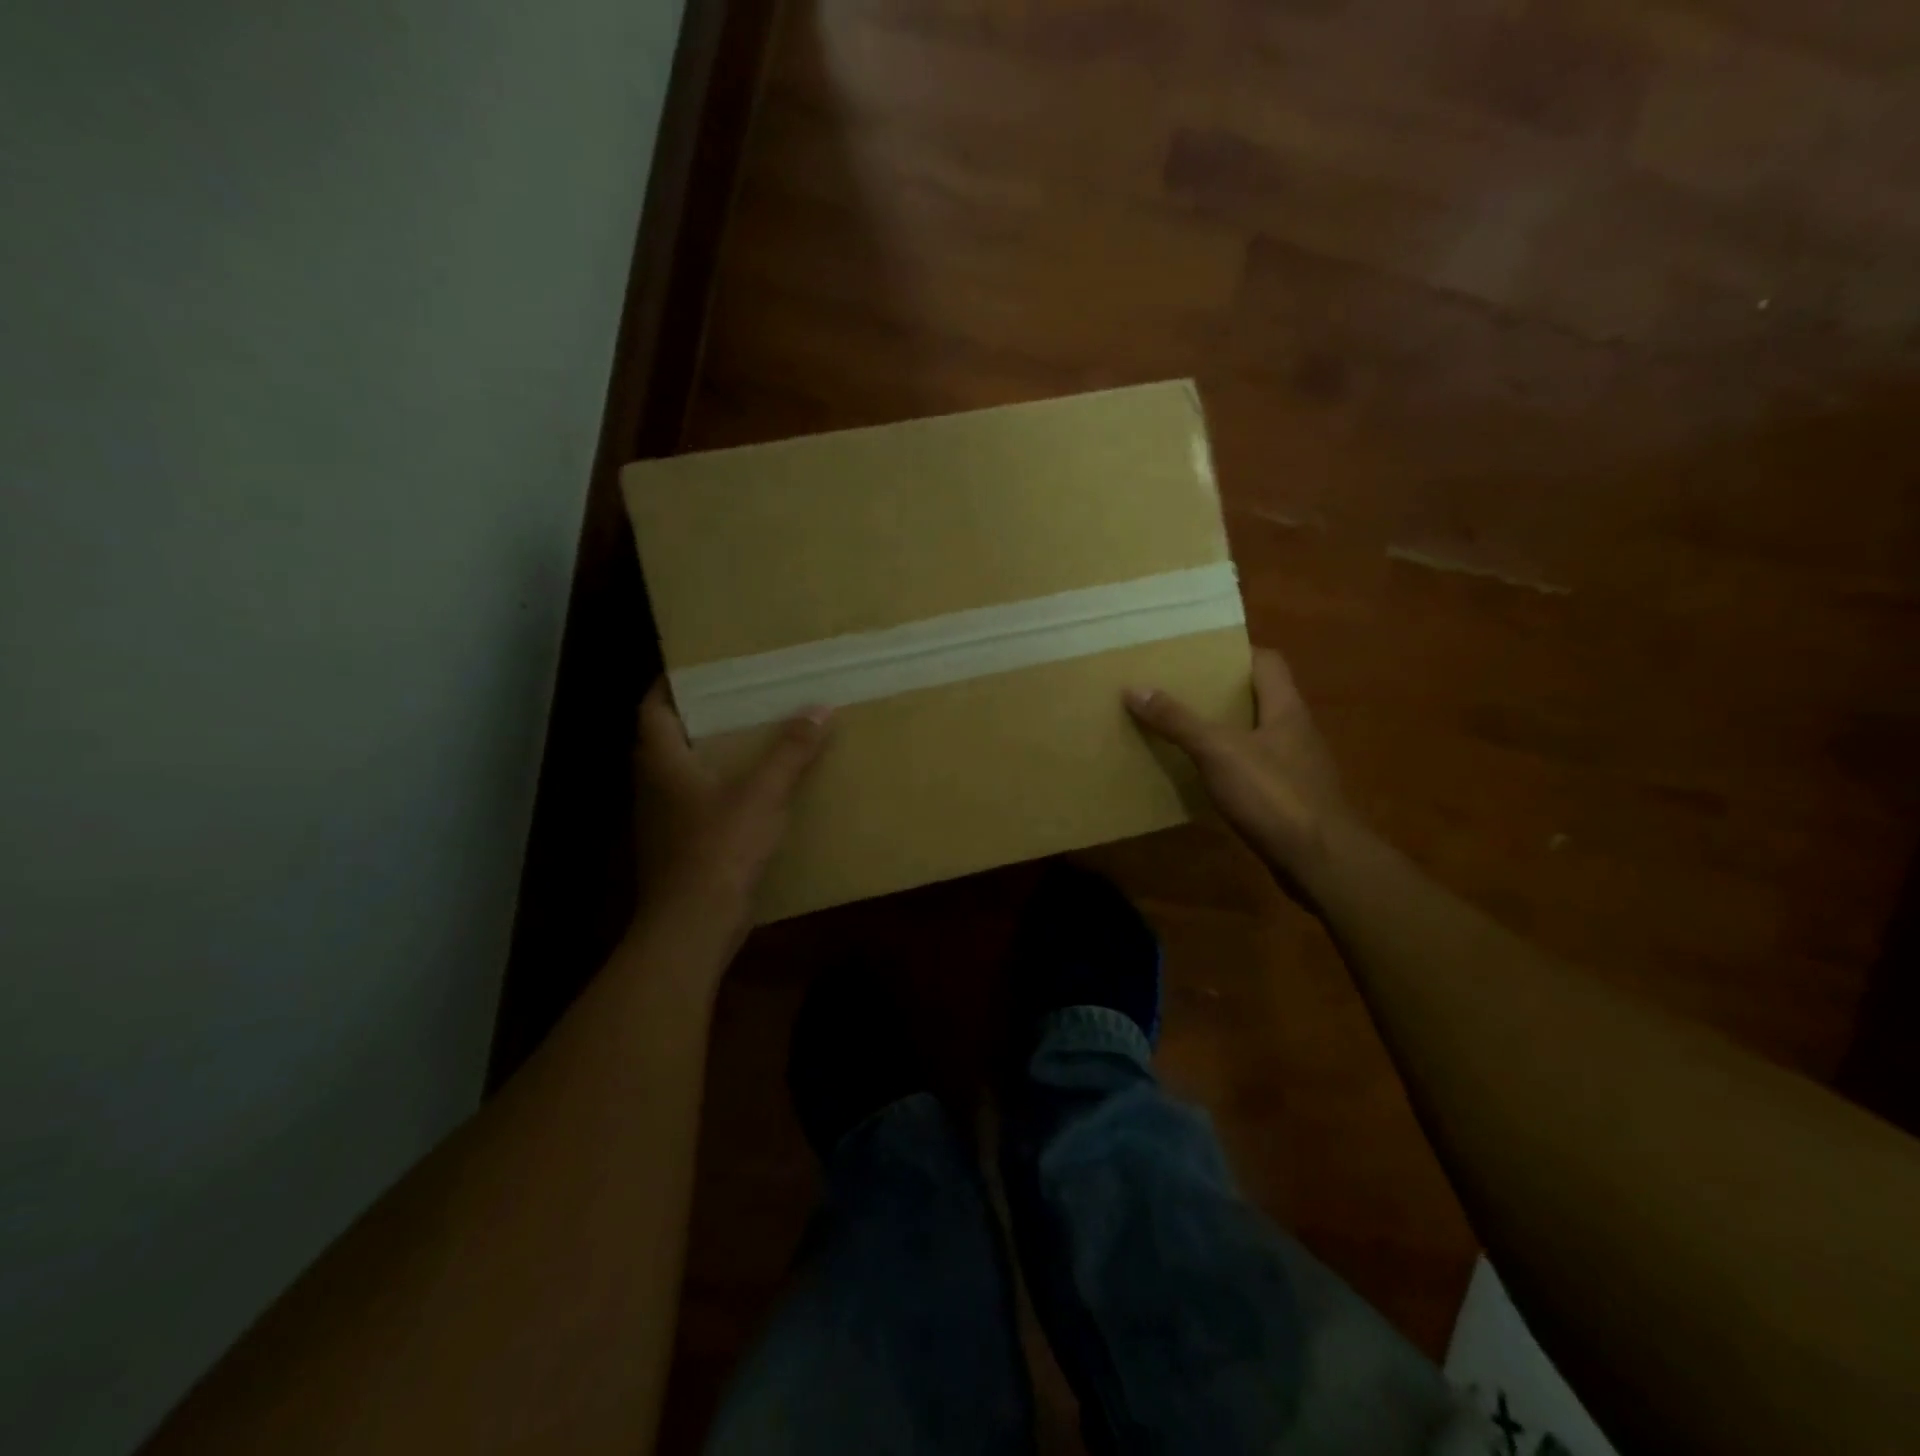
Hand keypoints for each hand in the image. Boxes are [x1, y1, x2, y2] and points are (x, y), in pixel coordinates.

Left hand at [633, 679, 831, 942]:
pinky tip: (759, 790)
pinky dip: (724, 789)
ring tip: (756, 736)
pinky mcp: (682, 846)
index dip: (671, 684)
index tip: (702, 668)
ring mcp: (666, 819)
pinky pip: (701, 803)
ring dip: (715, 754)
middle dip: (702, 716)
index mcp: (662, 762)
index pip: (653, 708)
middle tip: (742, 698)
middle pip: (671, 738)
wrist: (694, 924)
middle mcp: (655, 785)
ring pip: (687, 772)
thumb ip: (790, 751)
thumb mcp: (762, 794)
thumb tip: (820, 709)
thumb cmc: (718, 848)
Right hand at [1125, 648, 1354, 894]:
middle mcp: (1295, 731)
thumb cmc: (1274, 795)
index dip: (1235, 652)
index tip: (1197, 655)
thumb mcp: (1218, 752)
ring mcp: (1294, 767)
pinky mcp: (1288, 799)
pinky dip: (1227, 767)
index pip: (1267, 661)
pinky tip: (1201, 777)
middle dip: (1219, 693)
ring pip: (1254, 735)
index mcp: (1286, 708)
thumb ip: (1178, 721)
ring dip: (1222, 731)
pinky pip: (1252, 771)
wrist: (1320, 862)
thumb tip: (1135, 688)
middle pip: (1257, 698)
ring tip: (1180, 729)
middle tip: (1177, 690)